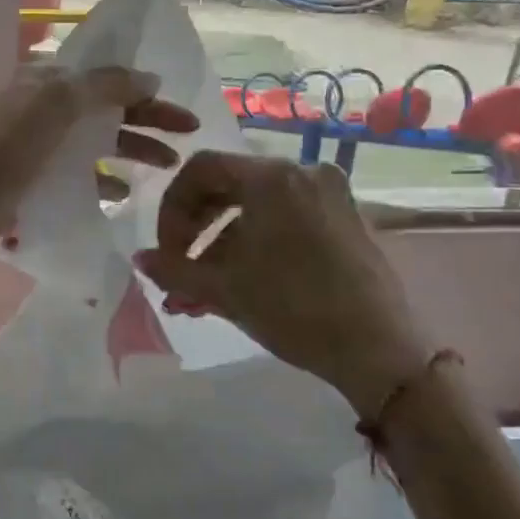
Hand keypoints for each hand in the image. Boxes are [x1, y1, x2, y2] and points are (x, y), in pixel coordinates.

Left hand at [0, 65, 198, 258]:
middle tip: (190, 133)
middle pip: (107, 107)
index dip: (144, 88)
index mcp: (47, 79)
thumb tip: (150, 78)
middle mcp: (45, 105)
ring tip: (168, 165)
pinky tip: (125, 194)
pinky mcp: (38, 175)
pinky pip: (81, 172)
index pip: (106, 76)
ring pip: (98, 140)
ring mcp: (41, 142)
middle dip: (148, 118)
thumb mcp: (59, 103)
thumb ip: (106, 86)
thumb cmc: (11, 146)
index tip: (178, 105)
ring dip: (133, 149)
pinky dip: (104, 180)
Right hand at [135, 153, 428, 420]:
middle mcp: (302, 172)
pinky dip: (255, 244)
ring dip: (221, 244)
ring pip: (255, 207)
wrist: (379, 350)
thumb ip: (173, 268)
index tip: (166, 250)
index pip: (201, 169)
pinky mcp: (345, 219)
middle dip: (195, 228)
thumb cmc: (294, 308)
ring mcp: (329, 194)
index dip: (172, 207)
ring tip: (202, 291)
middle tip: (179, 266)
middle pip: (228, 184)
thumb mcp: (224, 288)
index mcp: (271, 177)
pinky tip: (239, 284)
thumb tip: (140, 259)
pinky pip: (285, 218)